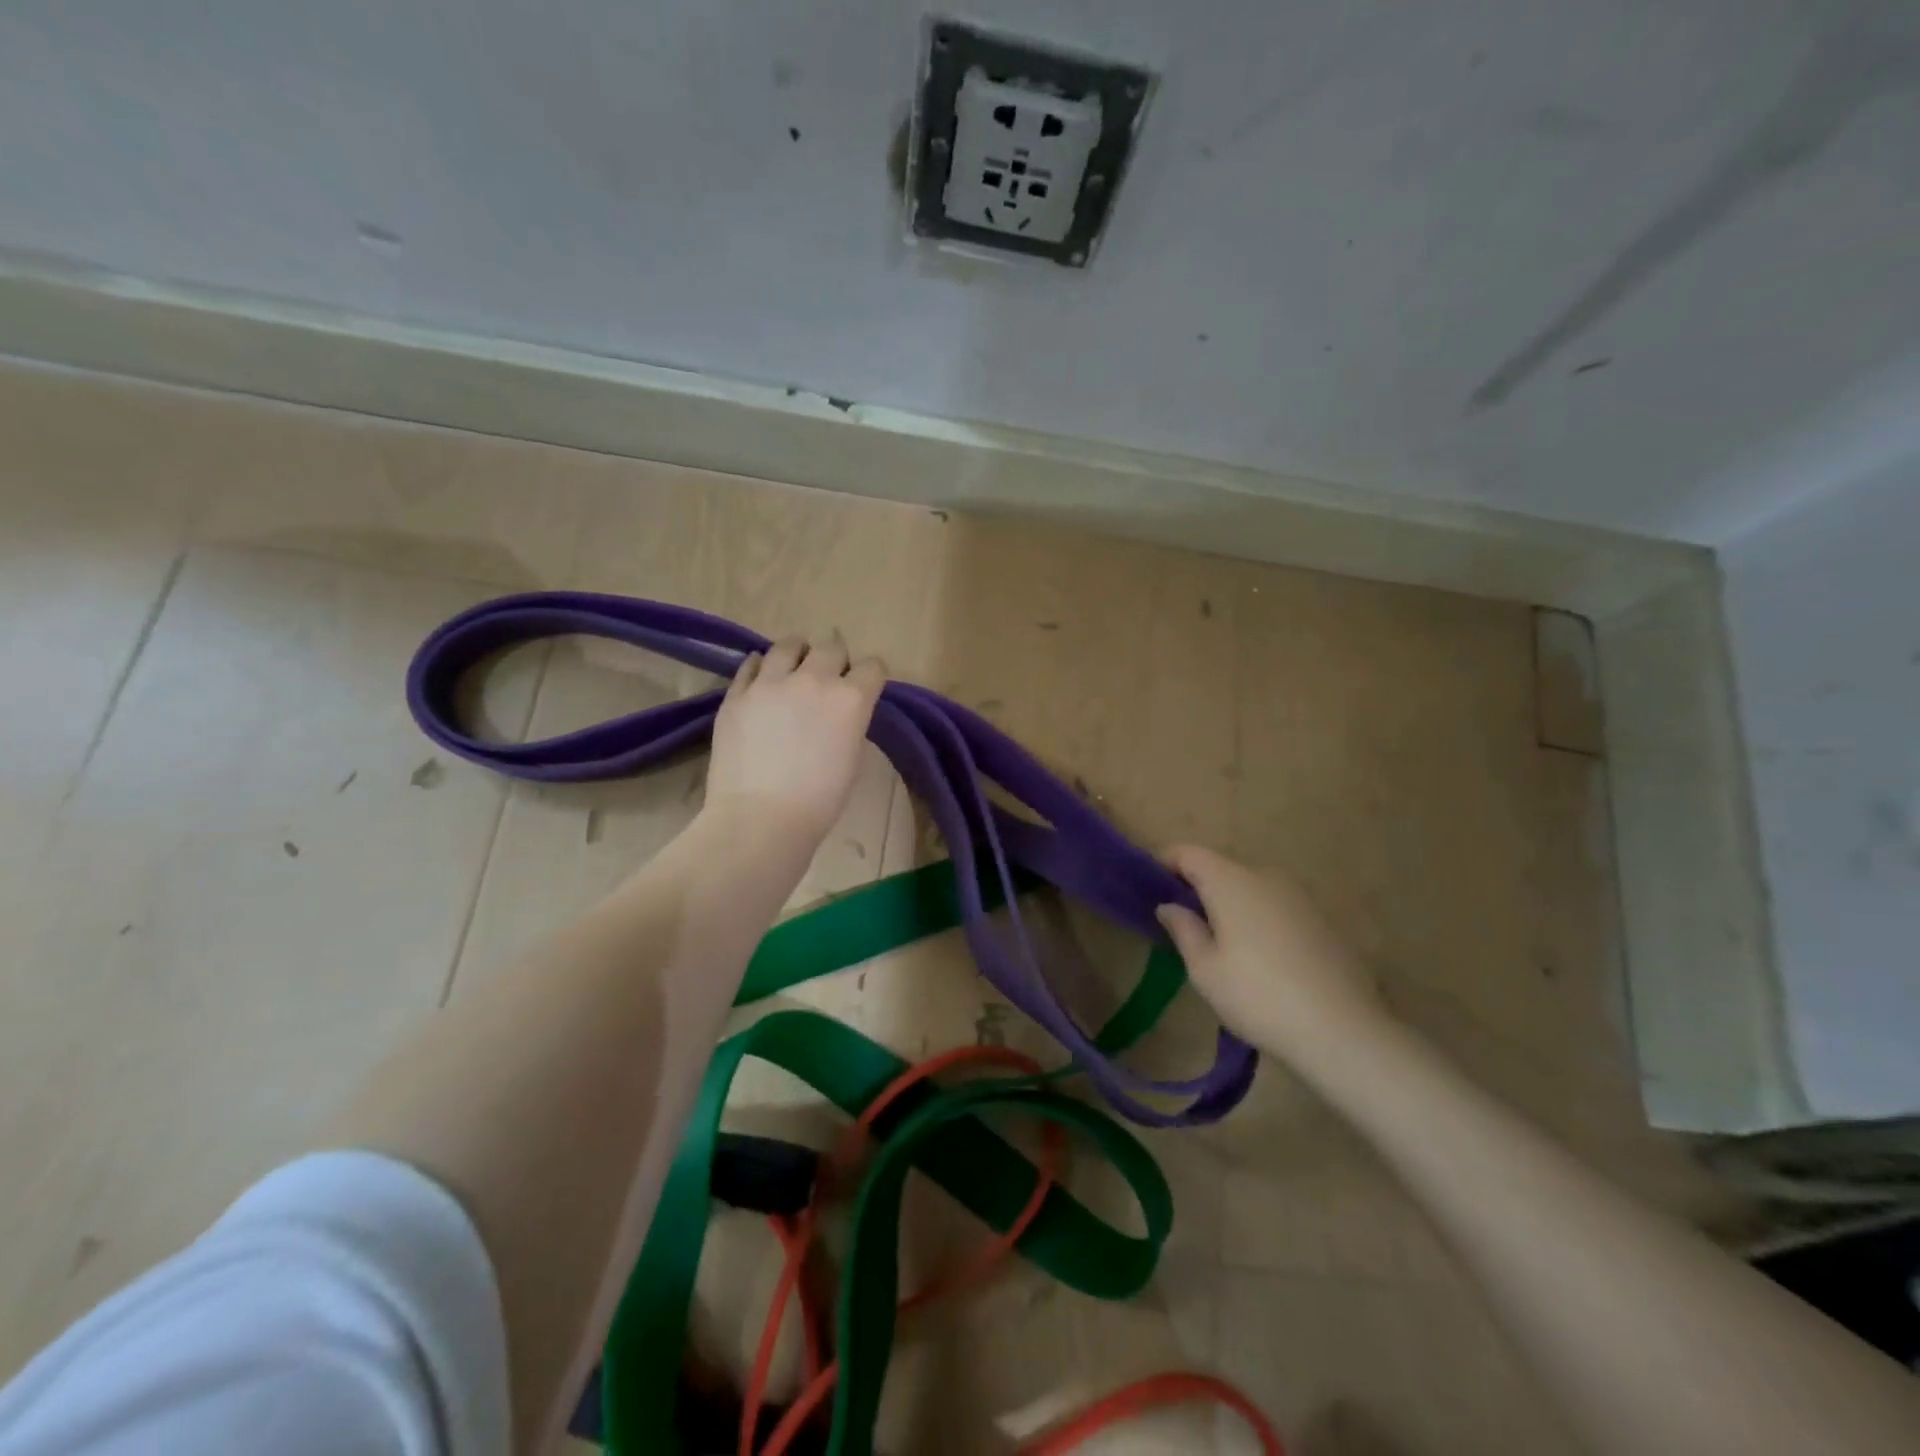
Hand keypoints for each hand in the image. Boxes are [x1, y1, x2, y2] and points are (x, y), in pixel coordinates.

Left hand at [705, 630, 886, 843]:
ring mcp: (770, 682)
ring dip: (797, 653)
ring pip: (788, 645)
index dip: (870, 677)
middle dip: (835, 659)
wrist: (760, 818)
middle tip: (829, 678)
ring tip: (793, 667)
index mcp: (851, 699)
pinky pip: (750, 664)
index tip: (865, 687)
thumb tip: (840, 713)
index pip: (872, 667)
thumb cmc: (819, 802)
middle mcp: (813, 679)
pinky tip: (762, 678)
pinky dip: (760, 667)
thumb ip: (850, 724)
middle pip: (831, 647)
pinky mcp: (737, 693)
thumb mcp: (852, 759)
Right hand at [1156, 845, 1384, 1057]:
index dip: (1164, 863)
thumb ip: (1183, 929)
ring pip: (1250, 889)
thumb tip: (1169, 905)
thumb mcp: (1205, 969)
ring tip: (1220, 947)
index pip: (1188, 853)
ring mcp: (1298, 896)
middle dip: (1197, 889)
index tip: (1148, 888)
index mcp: (1231, 881)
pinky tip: (1260, 961)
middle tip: (1181, 925)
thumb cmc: (1257, 996)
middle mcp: (1265, 876)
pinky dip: (1257, 920)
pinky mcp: (1321, 919)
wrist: (1342, 1030)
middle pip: (1220, 869)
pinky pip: (1275, 908)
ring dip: (1229, 906)